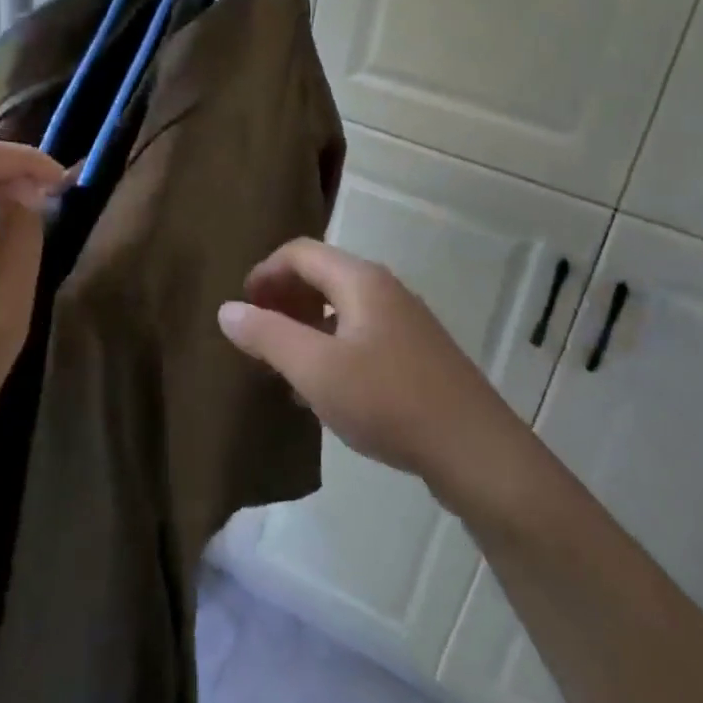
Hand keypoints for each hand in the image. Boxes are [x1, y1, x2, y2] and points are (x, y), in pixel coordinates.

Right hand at [217, 239, 528, 494]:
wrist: (476, 451)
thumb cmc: (388, 401)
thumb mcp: (316, 370)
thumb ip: (268, 335)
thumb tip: (227, 309)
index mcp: (360, 280)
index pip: (300, 252)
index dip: (264, 273)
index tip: (241, 308)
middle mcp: (384, 289)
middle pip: (321, 274)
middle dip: (283, 298)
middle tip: (257, 334)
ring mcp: (404, 321)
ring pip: (341, 307)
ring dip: (305, 325)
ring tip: (282, 363)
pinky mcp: (415, 354)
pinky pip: (360, 334)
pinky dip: (330, 347)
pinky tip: (322, 390)